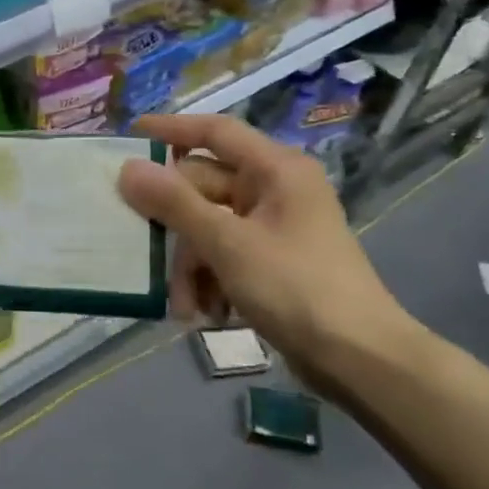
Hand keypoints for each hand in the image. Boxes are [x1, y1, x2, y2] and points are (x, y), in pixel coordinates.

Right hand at [116, 114, 421, 393]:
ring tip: (185, 306)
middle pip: (203, 188)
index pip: (215, 132)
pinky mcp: (271, 262)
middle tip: (139, 245)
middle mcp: (275, 190)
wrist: (360, 360)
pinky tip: (207, 314)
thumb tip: (128, 167)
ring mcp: (273, 228)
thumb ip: (174, 203)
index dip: (171, 129)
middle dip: (175, 227)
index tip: (129, 135)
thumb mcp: (227, 243)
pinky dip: (209, 281)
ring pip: (208, 228)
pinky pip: (223, 256)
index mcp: (276, 171)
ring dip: (190, 266)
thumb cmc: (296, 288)